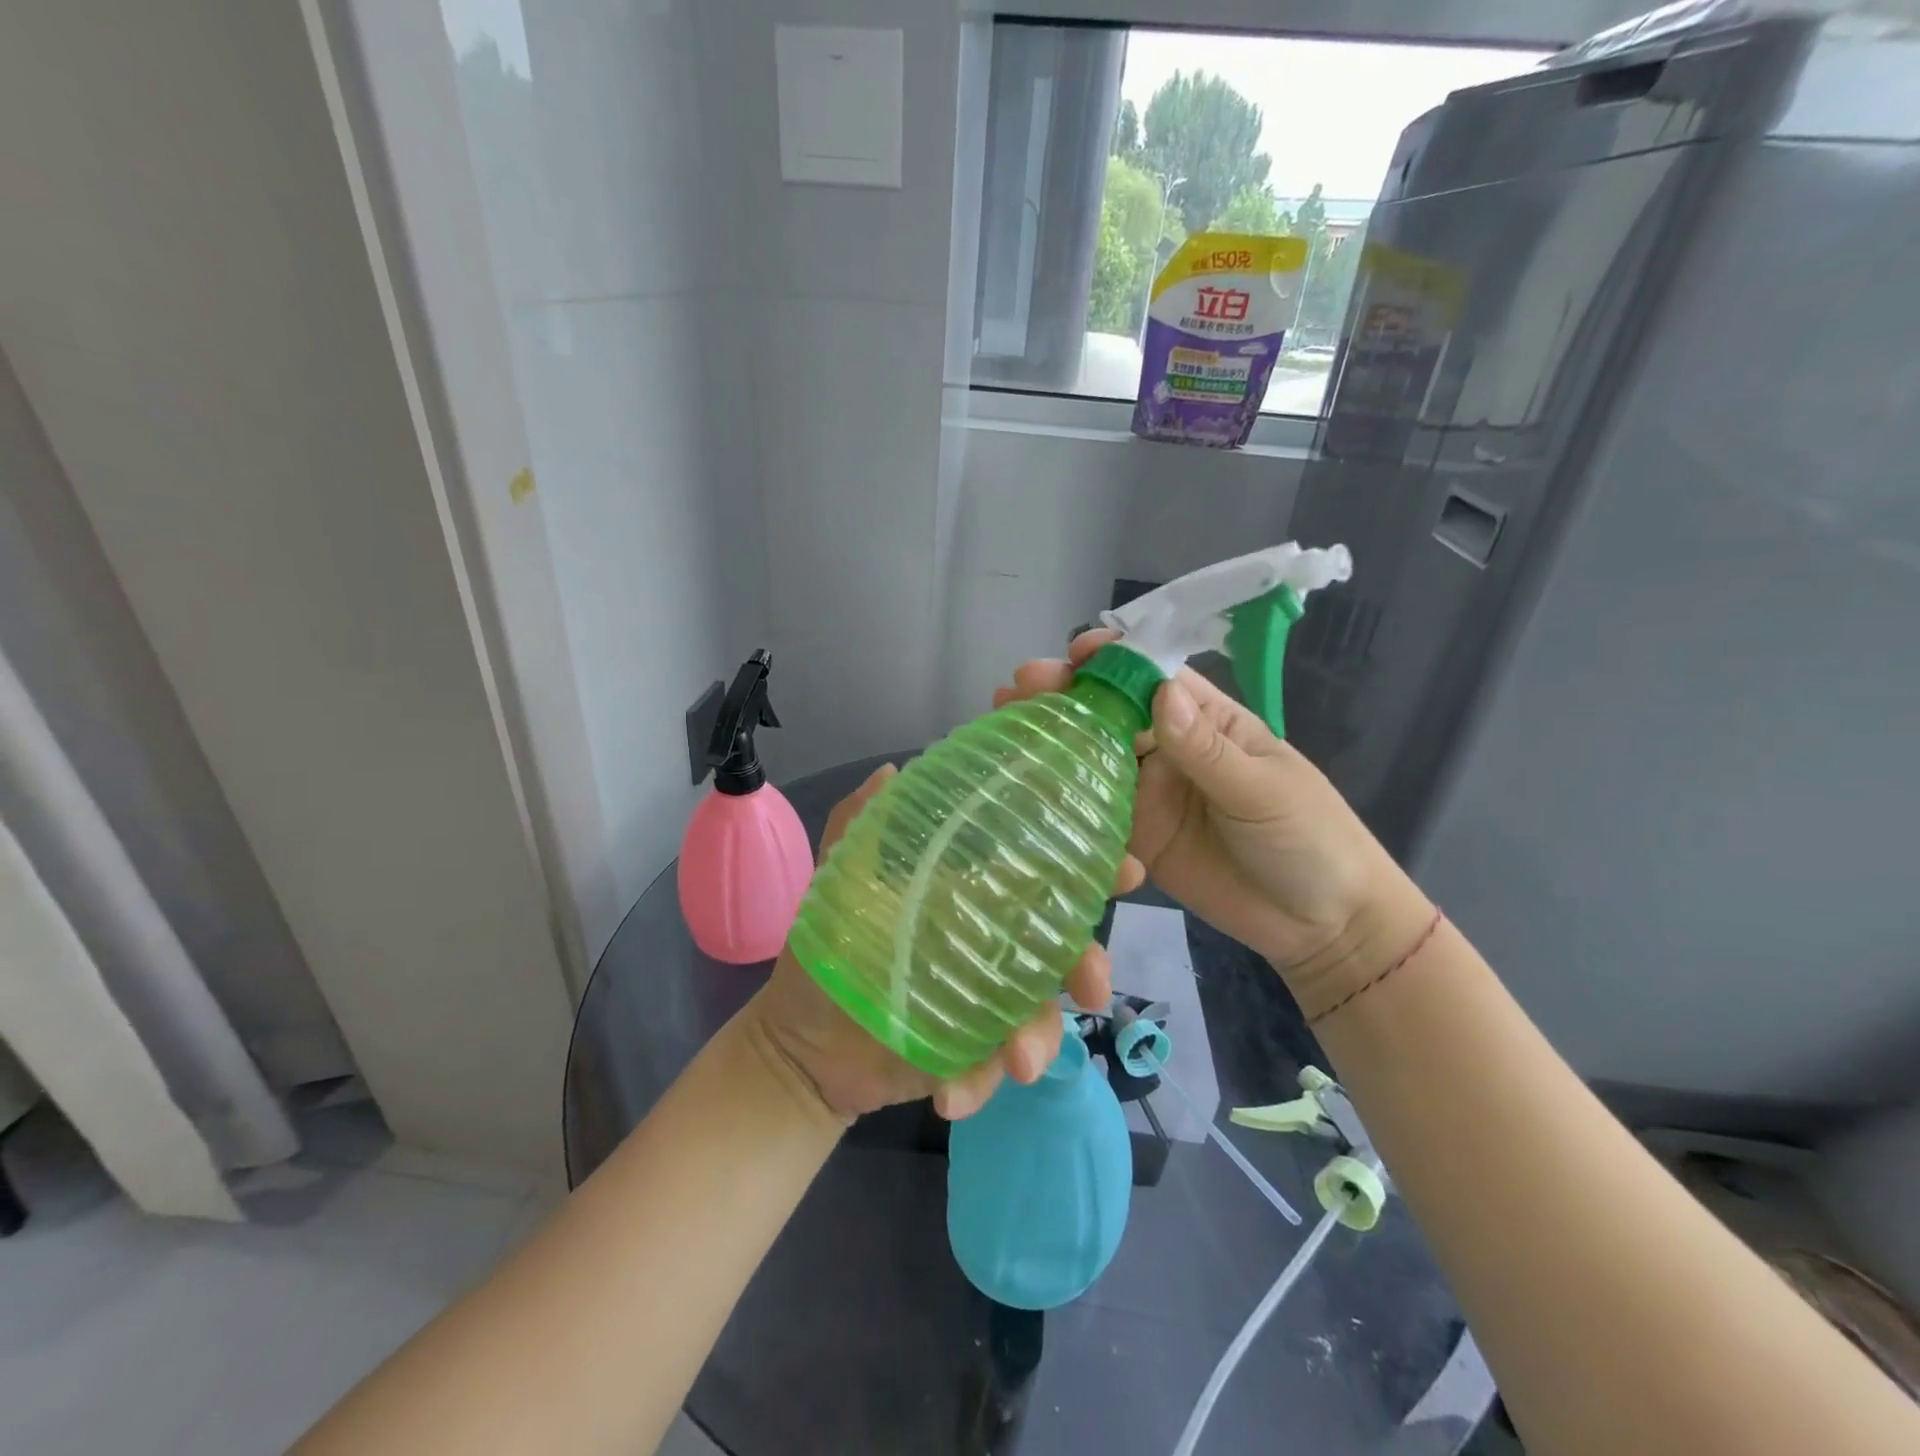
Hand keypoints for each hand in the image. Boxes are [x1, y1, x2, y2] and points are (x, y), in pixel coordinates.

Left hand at [750, 764, 1135, 1122]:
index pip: (1044, 877)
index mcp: (973, 901)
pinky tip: (950, 1094)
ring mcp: (986, 1006)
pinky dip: (978, 1083)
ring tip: (1015, 1060)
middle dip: (1090, 965)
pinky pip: (992, 1070)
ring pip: (1041, 1018)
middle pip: (1063, 952)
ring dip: (1040, 1038)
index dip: (1091, 870)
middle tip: (1091, 986)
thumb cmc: (830, 949)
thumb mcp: (841, 878)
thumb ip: (859, 823)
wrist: (803, 1040)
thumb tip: (890, 770)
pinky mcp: (969, 1056)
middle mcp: (993, 949)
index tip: (1124, 868)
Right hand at [994, 632, 1431, 1017]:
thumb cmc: (1309, 838)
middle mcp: (1167, 750)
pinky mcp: (1136, 839)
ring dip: (1052, 743)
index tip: (1075, 653)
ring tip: (1005, 728)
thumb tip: (1160, 694)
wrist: (1322, 924)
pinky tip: (1024, 792)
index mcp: (1203, 720)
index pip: (1150, 676)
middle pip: (1108, 714)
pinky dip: (1063, 802)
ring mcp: (1148, 794)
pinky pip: (1095, 815)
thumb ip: (1207, 750)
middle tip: (1018, 690)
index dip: (1112, 659)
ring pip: (1091, 760)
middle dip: (1064, 696)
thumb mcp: (1264, 790)